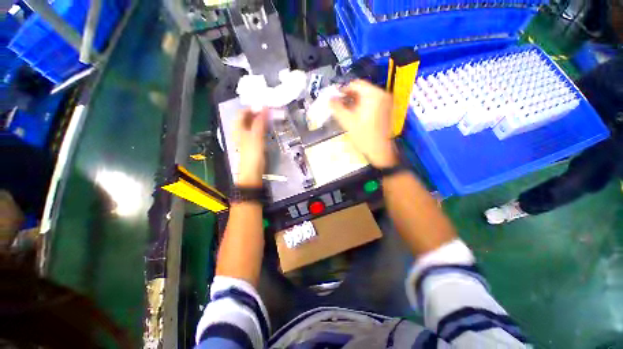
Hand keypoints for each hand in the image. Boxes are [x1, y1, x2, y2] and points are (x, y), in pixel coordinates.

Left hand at [234, 108, 267, 186]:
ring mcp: (246, 137)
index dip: (253, 107)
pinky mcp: (253, 143)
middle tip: (269, 110)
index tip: (264, 105)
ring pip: (253, 124)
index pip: (243, 112)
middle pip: (247, 118)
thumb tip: (264, 107)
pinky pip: (257, 131)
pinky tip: (268, 127)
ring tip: (271, 117)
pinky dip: (262, 127)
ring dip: (261, 120)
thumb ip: (260, 121)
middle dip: (258, 113)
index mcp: (237, 127)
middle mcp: (240, 130)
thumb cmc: (252, 152)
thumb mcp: (256, 135)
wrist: (252, 171)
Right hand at [329, 80, 398, 167]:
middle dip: (348, 97)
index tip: (335, 98)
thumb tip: (329, 99)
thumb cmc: (364, 137)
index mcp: (374, 95)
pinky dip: (361, 106)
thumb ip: (336, 108)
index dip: (343, 90)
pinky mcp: (386, 109)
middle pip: (361, 90)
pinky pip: (371, 102)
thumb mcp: (347, 122)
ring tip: (345, 111)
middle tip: (339, 105)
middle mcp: (382, 95)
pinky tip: (355, 115)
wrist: (380, 151)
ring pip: (366, 96)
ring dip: (354, 102)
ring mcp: (386, 102)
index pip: (355, 84)